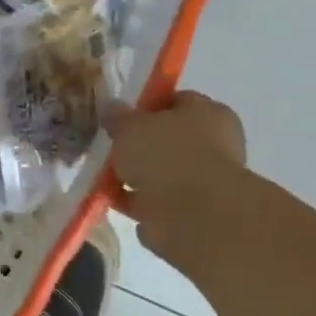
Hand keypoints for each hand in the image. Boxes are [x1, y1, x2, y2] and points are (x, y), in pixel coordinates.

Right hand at [105, 92, 247, 267]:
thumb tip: (112, 108)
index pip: (176, 101)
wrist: (193, 214)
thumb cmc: (166, 154)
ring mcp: (203, 181)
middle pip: (167, 139)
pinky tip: (110, 199)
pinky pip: (154, 201)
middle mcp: (213, 145)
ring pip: (160, 173)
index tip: (119, 116)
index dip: (146, 106)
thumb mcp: (131, 125)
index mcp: (209, 114)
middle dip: (138, 145)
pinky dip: (134, 201)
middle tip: (110, 147)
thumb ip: (118, 116)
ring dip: (134, 176)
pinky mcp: (190, 212)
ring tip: (103, 175)